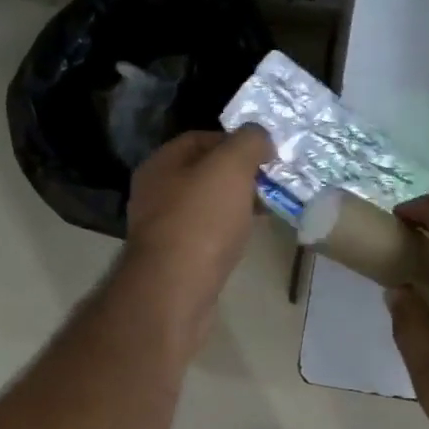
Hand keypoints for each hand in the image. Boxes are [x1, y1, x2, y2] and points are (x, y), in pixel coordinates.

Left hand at [120, 125, 273, 330]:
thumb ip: (248, 142)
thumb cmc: (200, 222)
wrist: (174, 292)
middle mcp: (155, 193)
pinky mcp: (174, 260)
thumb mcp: (230, 167)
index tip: (268, 153)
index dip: (236, 140)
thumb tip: (259, 136)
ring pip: (206, 206)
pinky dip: (227, 232)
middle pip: (204, 173)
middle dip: (240, 175)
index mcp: (161, 164)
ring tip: (268, 209)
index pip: (200, 138)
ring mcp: (162, 229)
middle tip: (273, 182)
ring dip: (236, 205)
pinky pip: (206, 236)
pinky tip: (247, 238)